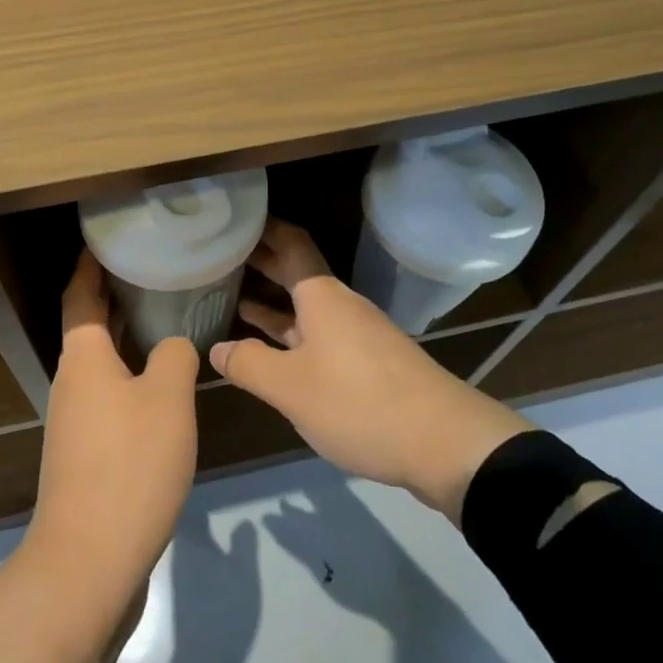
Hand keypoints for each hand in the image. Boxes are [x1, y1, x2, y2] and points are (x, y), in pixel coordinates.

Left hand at [0, 251, 197, 662]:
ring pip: (101, 363)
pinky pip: (110, 395)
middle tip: (153, 269)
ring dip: (126, 336)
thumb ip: (175, 356)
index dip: (91, 262)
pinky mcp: (87, 454)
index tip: (109, 237)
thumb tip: (173, 346)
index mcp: (83, 358)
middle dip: (115, 295)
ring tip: (166, 317)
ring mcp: (76, 421)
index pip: (80, 293)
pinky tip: (164, 383)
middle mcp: (72, 382)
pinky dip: (131, 375)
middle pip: (89, 325)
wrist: (89, 564)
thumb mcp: (168, 400)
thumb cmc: (129, 466)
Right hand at [210, 219, 532, 521]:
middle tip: (221, 254)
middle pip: (296, 272)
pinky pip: (319, 334)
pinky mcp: (368, 363)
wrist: (445, 443)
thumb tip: (217, 348)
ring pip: (306, 307)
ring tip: (234, 297)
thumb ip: (249, 364)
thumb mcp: (291, 387)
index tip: (235, 219)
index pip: (290, 243)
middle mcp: (340, 305)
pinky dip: (291, 332)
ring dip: (274, 300)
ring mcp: (356, 334)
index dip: (264, 228)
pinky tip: (272, 349)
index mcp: (322, 296)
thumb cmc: (359, 402)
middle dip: (262, 262)